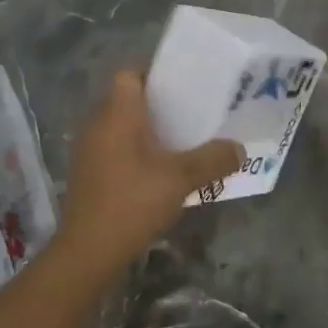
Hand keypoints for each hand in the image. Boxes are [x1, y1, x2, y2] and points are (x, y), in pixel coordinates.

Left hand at [56, 70, 242, 275]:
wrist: (88, 252)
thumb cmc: (133, 202)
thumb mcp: (180, 179)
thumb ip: (212, 160)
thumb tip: (240, 149)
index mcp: (116, 113)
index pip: (129, 74)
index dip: (154, 75)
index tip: (181, 87)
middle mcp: (97, 124)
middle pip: (126, 99)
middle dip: (156, 105)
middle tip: (189, 114)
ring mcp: (88, 151)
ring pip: (119, 126)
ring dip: (145, 131)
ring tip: (178, 142)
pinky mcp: (87, 174)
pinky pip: (113, 149)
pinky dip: (133, 152)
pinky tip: (157, 171)